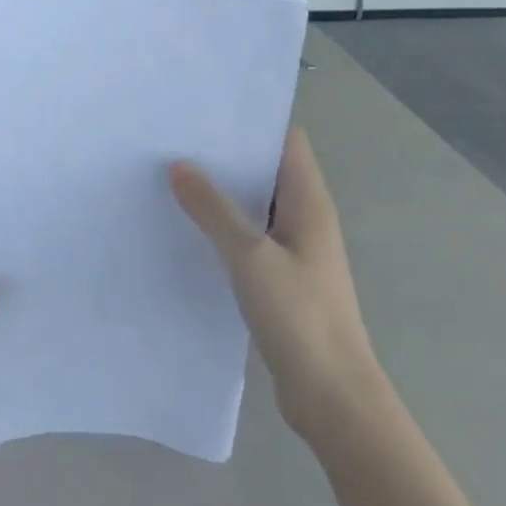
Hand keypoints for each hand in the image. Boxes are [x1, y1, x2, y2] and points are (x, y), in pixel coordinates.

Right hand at [171, 128, 374, 443]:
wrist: (333, 399)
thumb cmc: (299, 317)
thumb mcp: (250, 257)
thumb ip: (214, 209)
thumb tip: (179, 165)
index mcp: (308, 202)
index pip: (286, 140)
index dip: (253, 119)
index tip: (208, 107)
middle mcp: (304, 218)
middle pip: (266, 169)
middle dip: (228, 153)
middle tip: (177, 137)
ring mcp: (294, 250)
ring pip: (255, 205)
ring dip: (223, 192)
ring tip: (173, 173)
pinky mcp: (281, 279)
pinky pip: (249, 237)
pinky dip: (224, 227)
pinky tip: (188, 227)